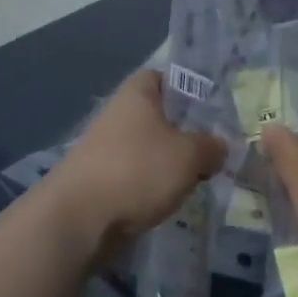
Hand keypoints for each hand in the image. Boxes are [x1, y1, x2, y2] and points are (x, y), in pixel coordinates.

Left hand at [46, 70, 225, 256]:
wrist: (79, 219)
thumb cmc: (138, 170)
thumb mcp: (189, 155)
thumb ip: (211, 147)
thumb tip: (219, 147)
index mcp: (139, 92)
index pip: (169, 77)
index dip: (193, 91)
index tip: (215, 112)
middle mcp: (120, 112)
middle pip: (162, 116)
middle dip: (187, 133)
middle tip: (215, 151)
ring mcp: (108, 147)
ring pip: (151, 148)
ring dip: (171, 163)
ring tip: (197, 181)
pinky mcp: (101, 179)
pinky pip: (137, 175)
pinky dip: (153, 186)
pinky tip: (170, 201)